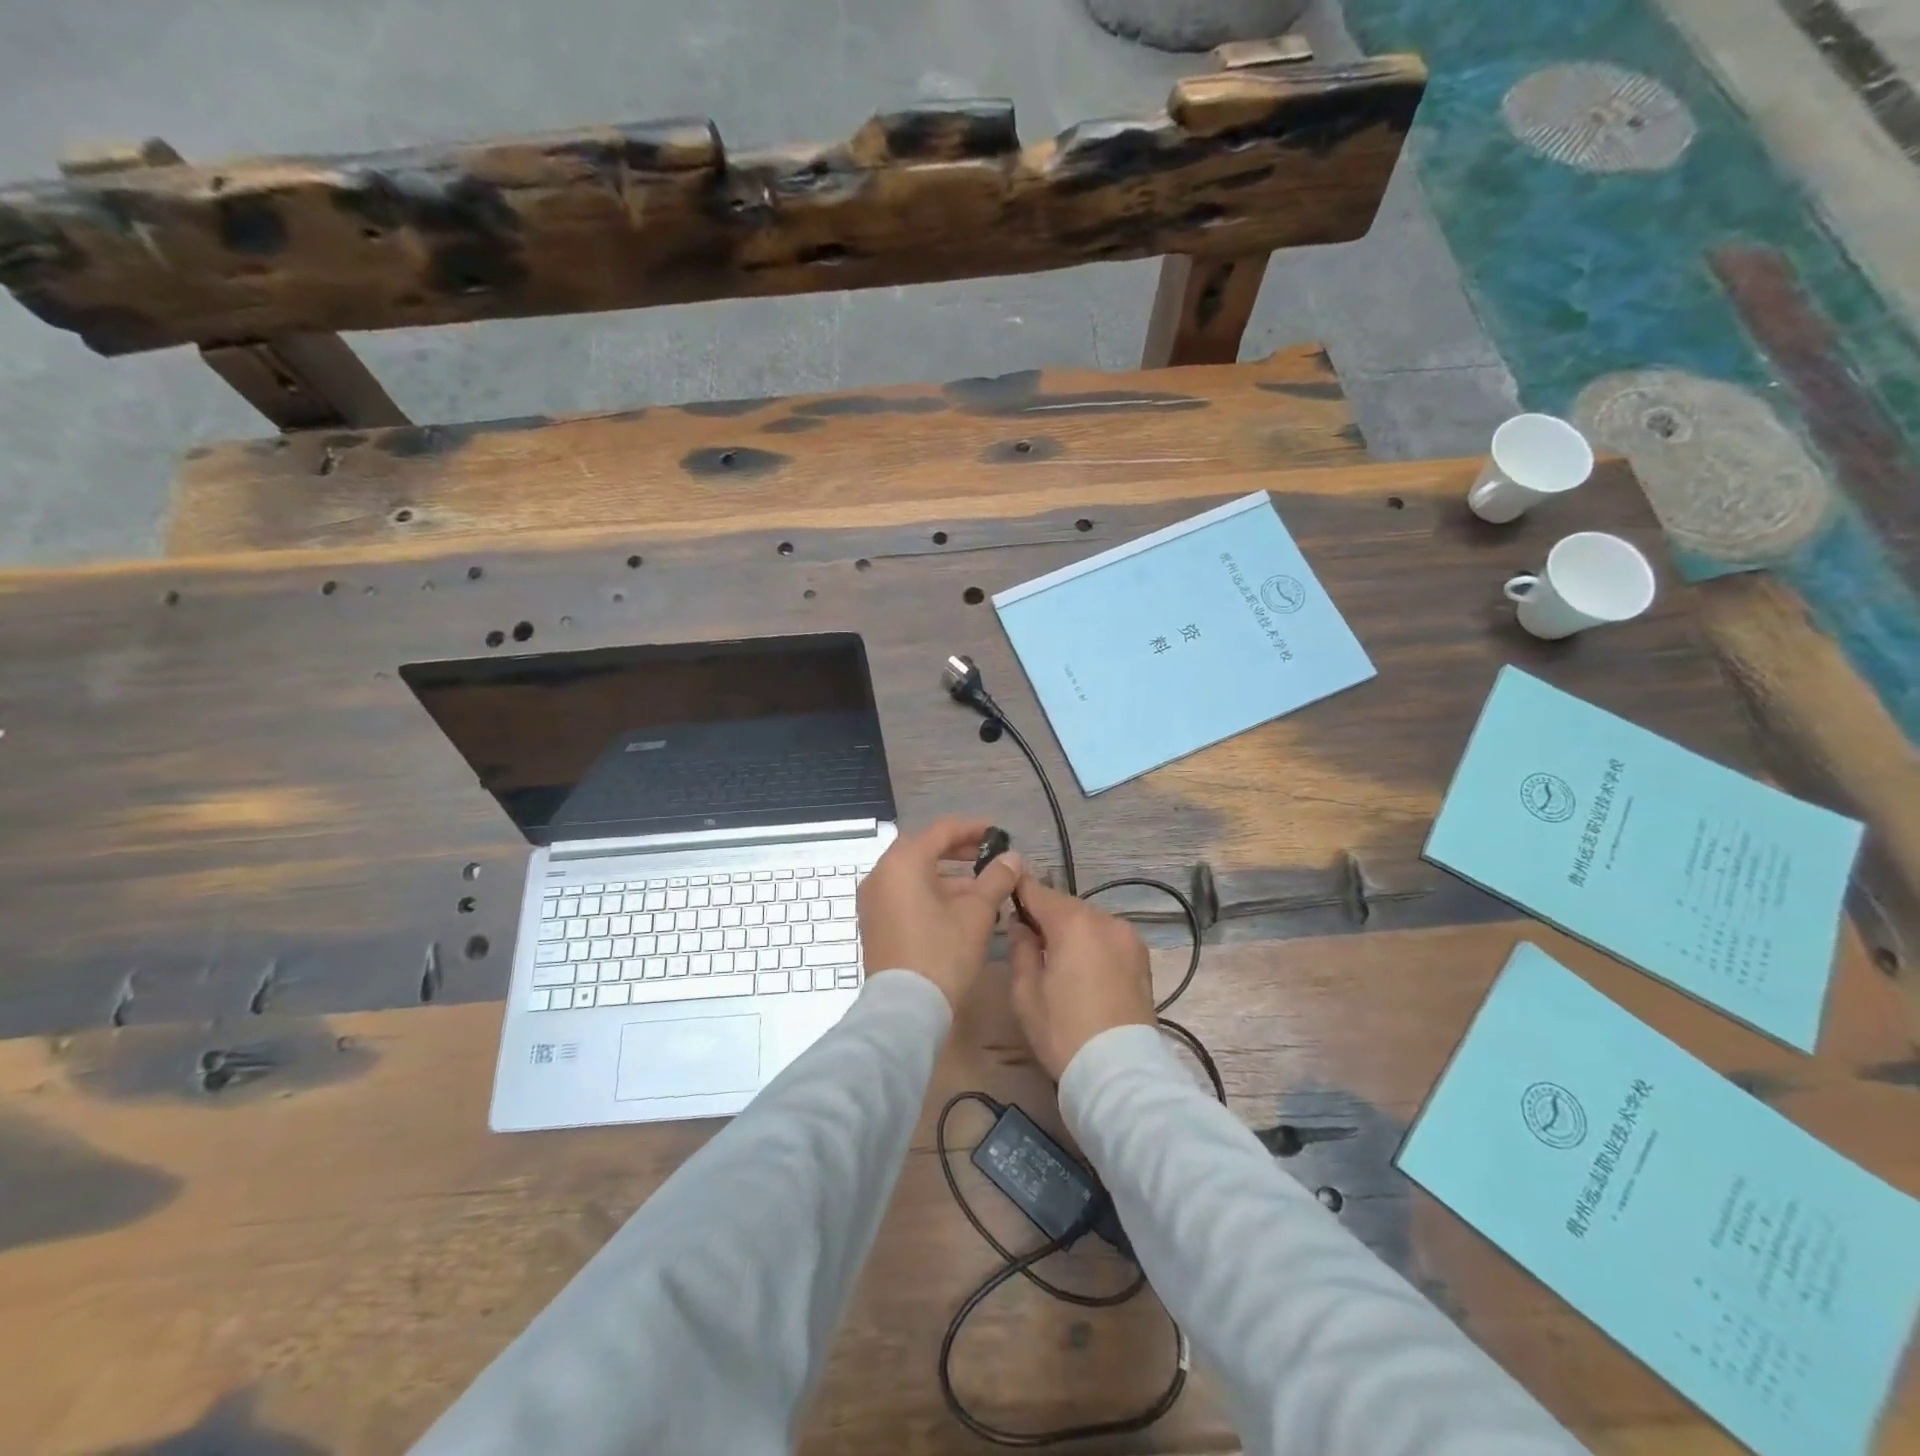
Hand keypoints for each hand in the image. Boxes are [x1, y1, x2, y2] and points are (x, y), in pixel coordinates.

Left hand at [857, 817, 1023, 1009]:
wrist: (905, 1010)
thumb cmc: (942, 953)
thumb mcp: (977, 913)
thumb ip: (996, 878)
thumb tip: (1012, 858)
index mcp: (903, 862)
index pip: (942, 830)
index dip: (973, 828)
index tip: (999, 834)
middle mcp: (881, 873)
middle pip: (924, 849)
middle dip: (959, 851)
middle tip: (990, 857)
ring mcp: (873, 899)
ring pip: (915, 873)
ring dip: (947, 875)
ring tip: (982, 887)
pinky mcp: (874, 921)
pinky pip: (905, 893)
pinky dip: (930, 892)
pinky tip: (958, 908)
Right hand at [1008, 875, 1155, 1080]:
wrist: (1120, 1072)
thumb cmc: (1064, 1031)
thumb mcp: (1025, 992)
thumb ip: (1020, 948)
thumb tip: (1021, 925)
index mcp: (1073, 923)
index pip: (1038, 891)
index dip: (1019, 888)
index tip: (1004, 888)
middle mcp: (1105, 920)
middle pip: (1065, 906)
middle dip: (1045, 915)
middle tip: (1026, 936)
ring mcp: (1128, 937)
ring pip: (1089, 921)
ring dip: (1070, 930)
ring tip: (1056, 957)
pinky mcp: (1141, 958)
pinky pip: (1107, 938)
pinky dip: (1091, 943)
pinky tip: (1082, 968)